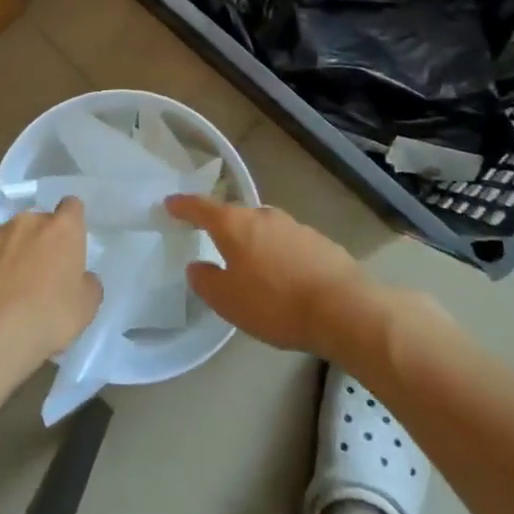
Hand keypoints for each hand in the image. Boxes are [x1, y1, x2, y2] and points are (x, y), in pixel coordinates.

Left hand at [0, 199, 101, 382]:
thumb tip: (82, 278)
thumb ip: (87, 284)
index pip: (72, 207)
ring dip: (10, 251)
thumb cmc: (49, 316)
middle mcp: (27, 222)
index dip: (72, 221)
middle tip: (41, 273)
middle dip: (39, 240)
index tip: (71, 241)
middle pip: (37, 222)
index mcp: (62, 229)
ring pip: (6, 235)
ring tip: (8, 287)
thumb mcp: (86, 307)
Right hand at [166, 195, 372, 355]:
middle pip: (235, 216)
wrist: (344, 309)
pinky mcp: (319, 242)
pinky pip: (287, 244)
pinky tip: (284, 278)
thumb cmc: (275, 303)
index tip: (170, 204)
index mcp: (235, 225)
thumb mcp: (228, 300)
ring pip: (263, 229)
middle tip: (212, 240)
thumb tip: (197, 266)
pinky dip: (278, 255)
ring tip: (251, 266)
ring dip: (254, 243)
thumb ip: (206, 281)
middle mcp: (263, 216)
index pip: (201, 207)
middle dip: (222, 226)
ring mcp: (294, 226)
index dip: (183, 206)